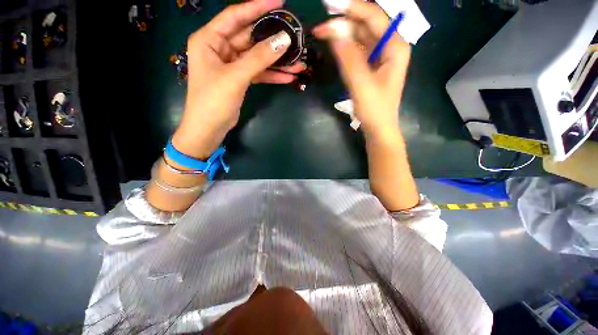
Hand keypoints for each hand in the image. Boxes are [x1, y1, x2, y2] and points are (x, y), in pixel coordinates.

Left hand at [173, 0, 305, 158]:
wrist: (209, 128)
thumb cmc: (213, 100)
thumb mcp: (235, 76)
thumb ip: (259, 58)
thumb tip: (284, 40)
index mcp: (210, 39)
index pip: (236, 16)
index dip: (257, 7)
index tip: (280, 3)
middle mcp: (220, 48)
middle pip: (250, 38)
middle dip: (273, 40)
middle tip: (295, 38)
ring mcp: (232, 65)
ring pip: (258, 58)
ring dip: (277, 62)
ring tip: (299, 62)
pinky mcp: (240, 80)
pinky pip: (259, 73)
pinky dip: (273, 75)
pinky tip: (289, 77)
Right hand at [313, 0, 410, 138]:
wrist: (378, 128)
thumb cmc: (374, 109)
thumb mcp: (361, 84)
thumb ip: (349, 58)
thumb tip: (334, 32)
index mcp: (395, 47)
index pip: (374, 17)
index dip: (353, 9)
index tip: (330, 7)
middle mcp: (390, 47)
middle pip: (367, 25)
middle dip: (345, 22)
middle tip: (321, 25)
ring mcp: (381, 57)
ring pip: (361, 37)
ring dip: (343, 34)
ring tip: (324, 33)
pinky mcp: (372, 67)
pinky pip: (358, 50)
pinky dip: (346, 47)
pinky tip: (335, 46)